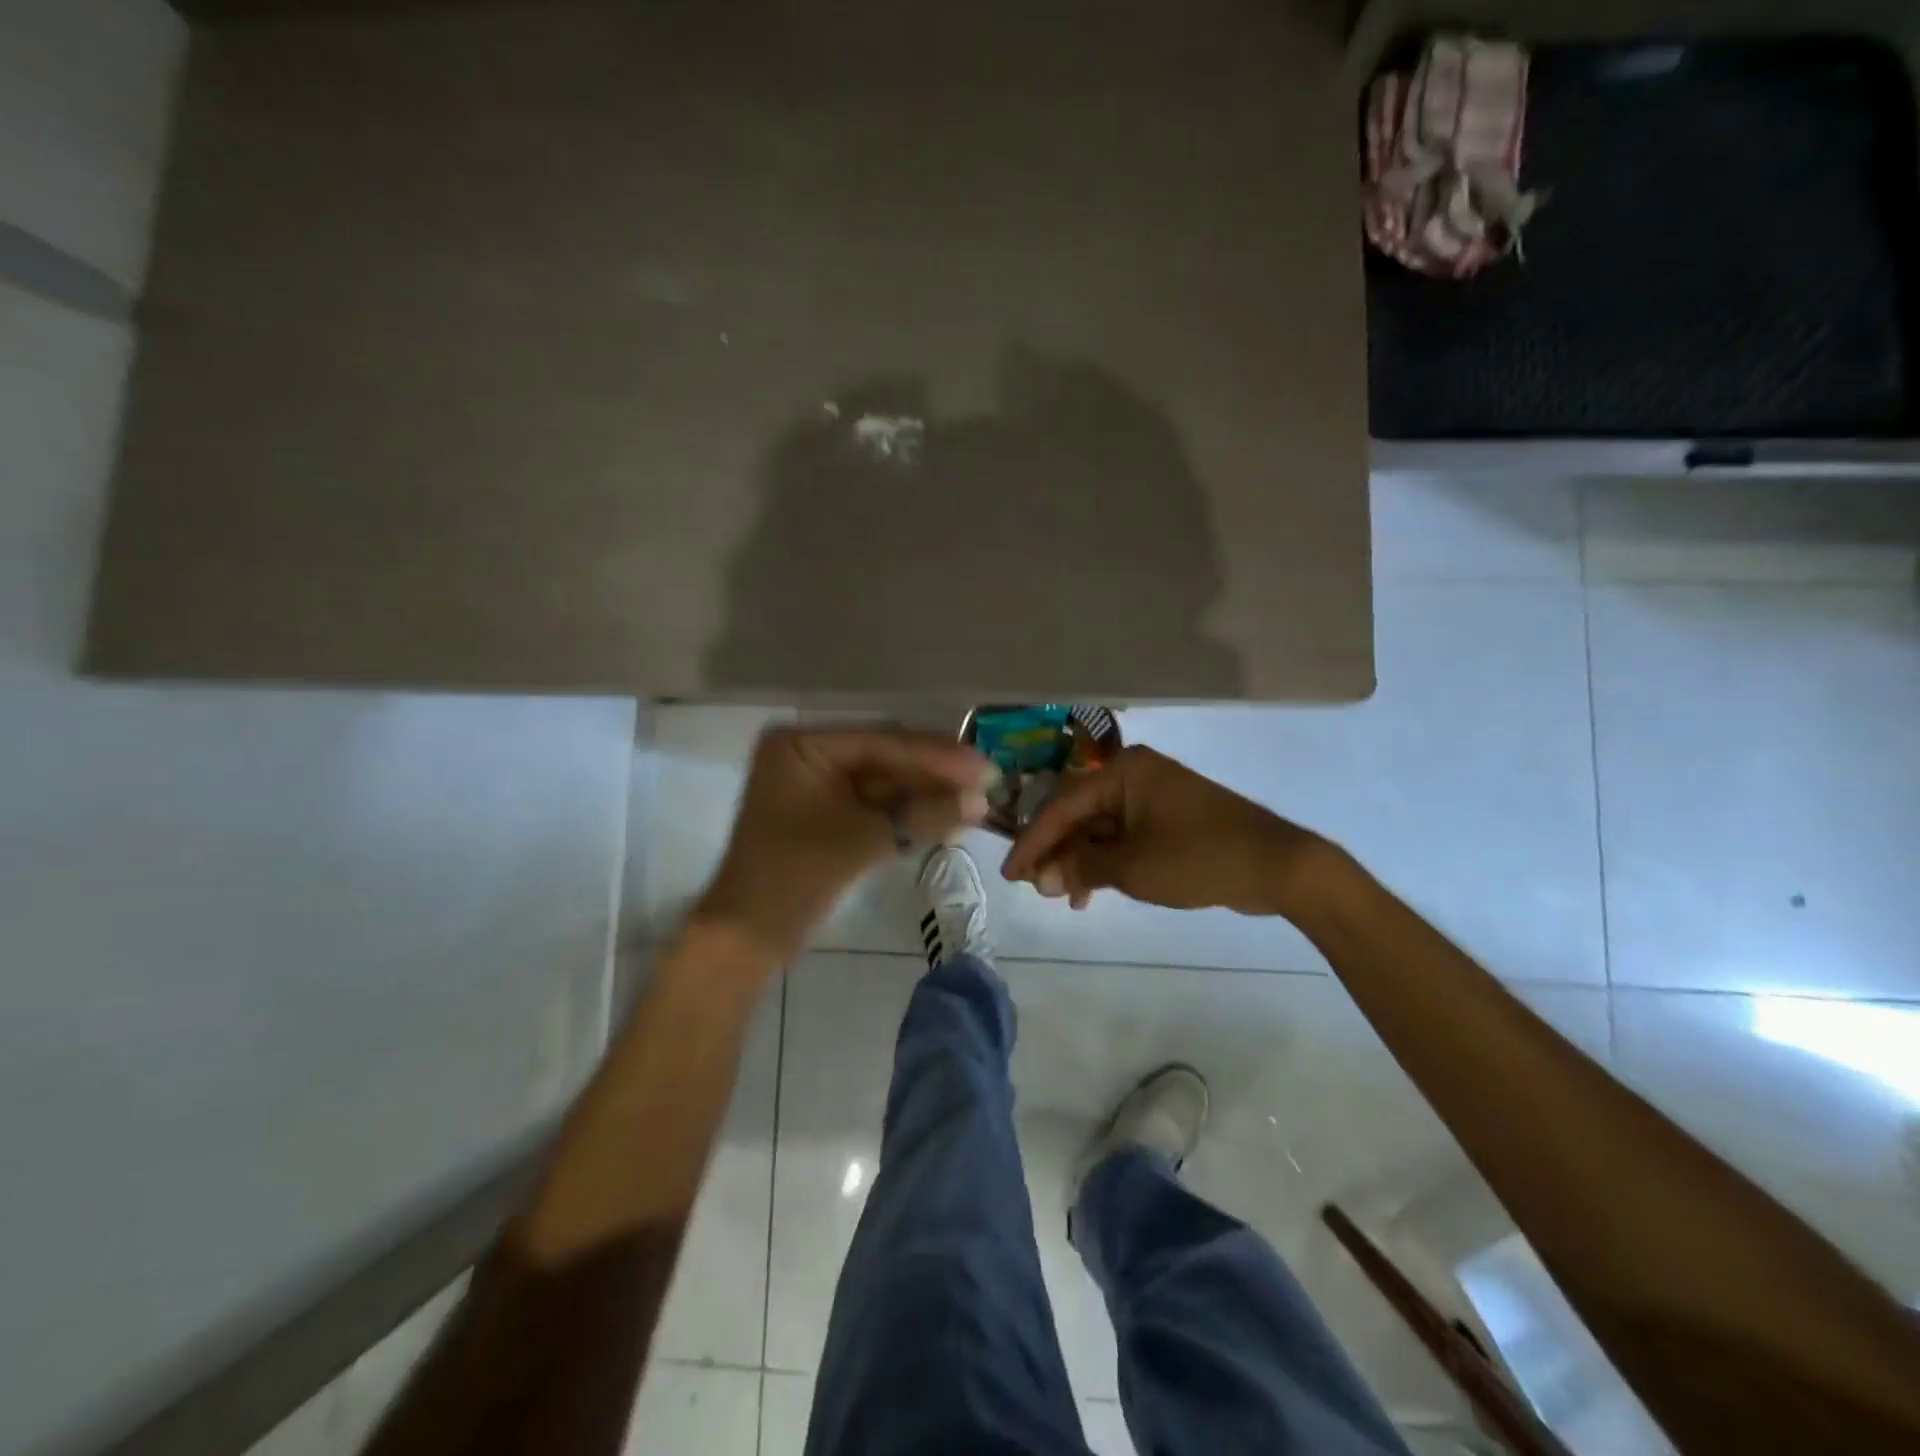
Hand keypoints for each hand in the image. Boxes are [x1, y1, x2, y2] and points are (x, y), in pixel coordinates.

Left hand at [694, 726, 995, 964]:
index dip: (936, 756)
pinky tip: (949, 817)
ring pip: (886, 783)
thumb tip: (982, 802)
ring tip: (977, 803)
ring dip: (927, 795)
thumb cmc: (793, 877)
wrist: (749, 937)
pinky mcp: (829, 813)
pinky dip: (909, 813)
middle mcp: (810, 754)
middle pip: (886, 758)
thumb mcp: (861, 841)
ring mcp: (819, 784)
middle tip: (987, 782)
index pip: (882, 742)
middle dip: (935, 775)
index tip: (983, 766)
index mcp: (803, 745)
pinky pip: (876, 805)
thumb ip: (922, 816)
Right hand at [1001, 746, 1321, 915]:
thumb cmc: (1199, 858)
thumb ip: (1081, 867)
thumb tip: (1042, 878)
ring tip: (1066, 897)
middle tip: (1038, 888)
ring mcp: (1152, 796)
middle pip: (1078, 813)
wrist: (1277, 865)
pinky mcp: (1167, 817)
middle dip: (1056, 852)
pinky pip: (1122, 835)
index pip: (1061, 805)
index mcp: (1122, 772)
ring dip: (1079, 860)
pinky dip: (1105, 860)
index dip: (1032, 842)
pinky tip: (1092, 891)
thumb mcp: (1132, 867)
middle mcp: (1133, 775)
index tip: (1010, 873)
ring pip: (1098, 827)